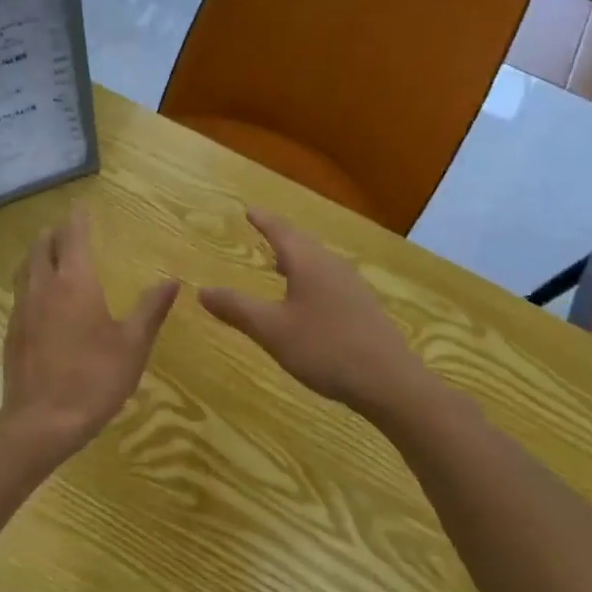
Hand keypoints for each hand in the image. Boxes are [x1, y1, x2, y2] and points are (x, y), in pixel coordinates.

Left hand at [0, 203, 179, 456]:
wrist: (42, 421)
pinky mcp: (12, 331)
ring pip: (26, 267)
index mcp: (75, 282)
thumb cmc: (94, 378)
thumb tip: (172, 280)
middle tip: (66, 227)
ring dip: (38, 253)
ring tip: (50, 252)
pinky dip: (30, 279)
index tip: (80, 204)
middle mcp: (43, 286)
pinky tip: (39, 296)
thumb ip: (151, 309)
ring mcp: (22, 308)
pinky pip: (20, 291)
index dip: (77, 218)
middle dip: (55, 232)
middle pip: (43, 246)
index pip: (73, 237)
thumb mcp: (133, 345)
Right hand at [199, 208, 425, 410]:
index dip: (263, 220)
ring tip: (278, 263)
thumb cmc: (325, 349)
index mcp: (309, 263)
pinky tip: (306, 298)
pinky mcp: (362, 307)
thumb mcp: (271, 330)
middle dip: (280, 235)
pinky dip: (309, 276)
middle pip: (302, 242)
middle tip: (262, 229)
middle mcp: (332, 266)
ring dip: (296, 257)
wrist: (389, 382)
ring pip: (318, 261)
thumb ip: (236, 309)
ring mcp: (352, 286)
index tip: (248, 209)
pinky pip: (329, 279)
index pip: (281, 231)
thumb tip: (201, 290)